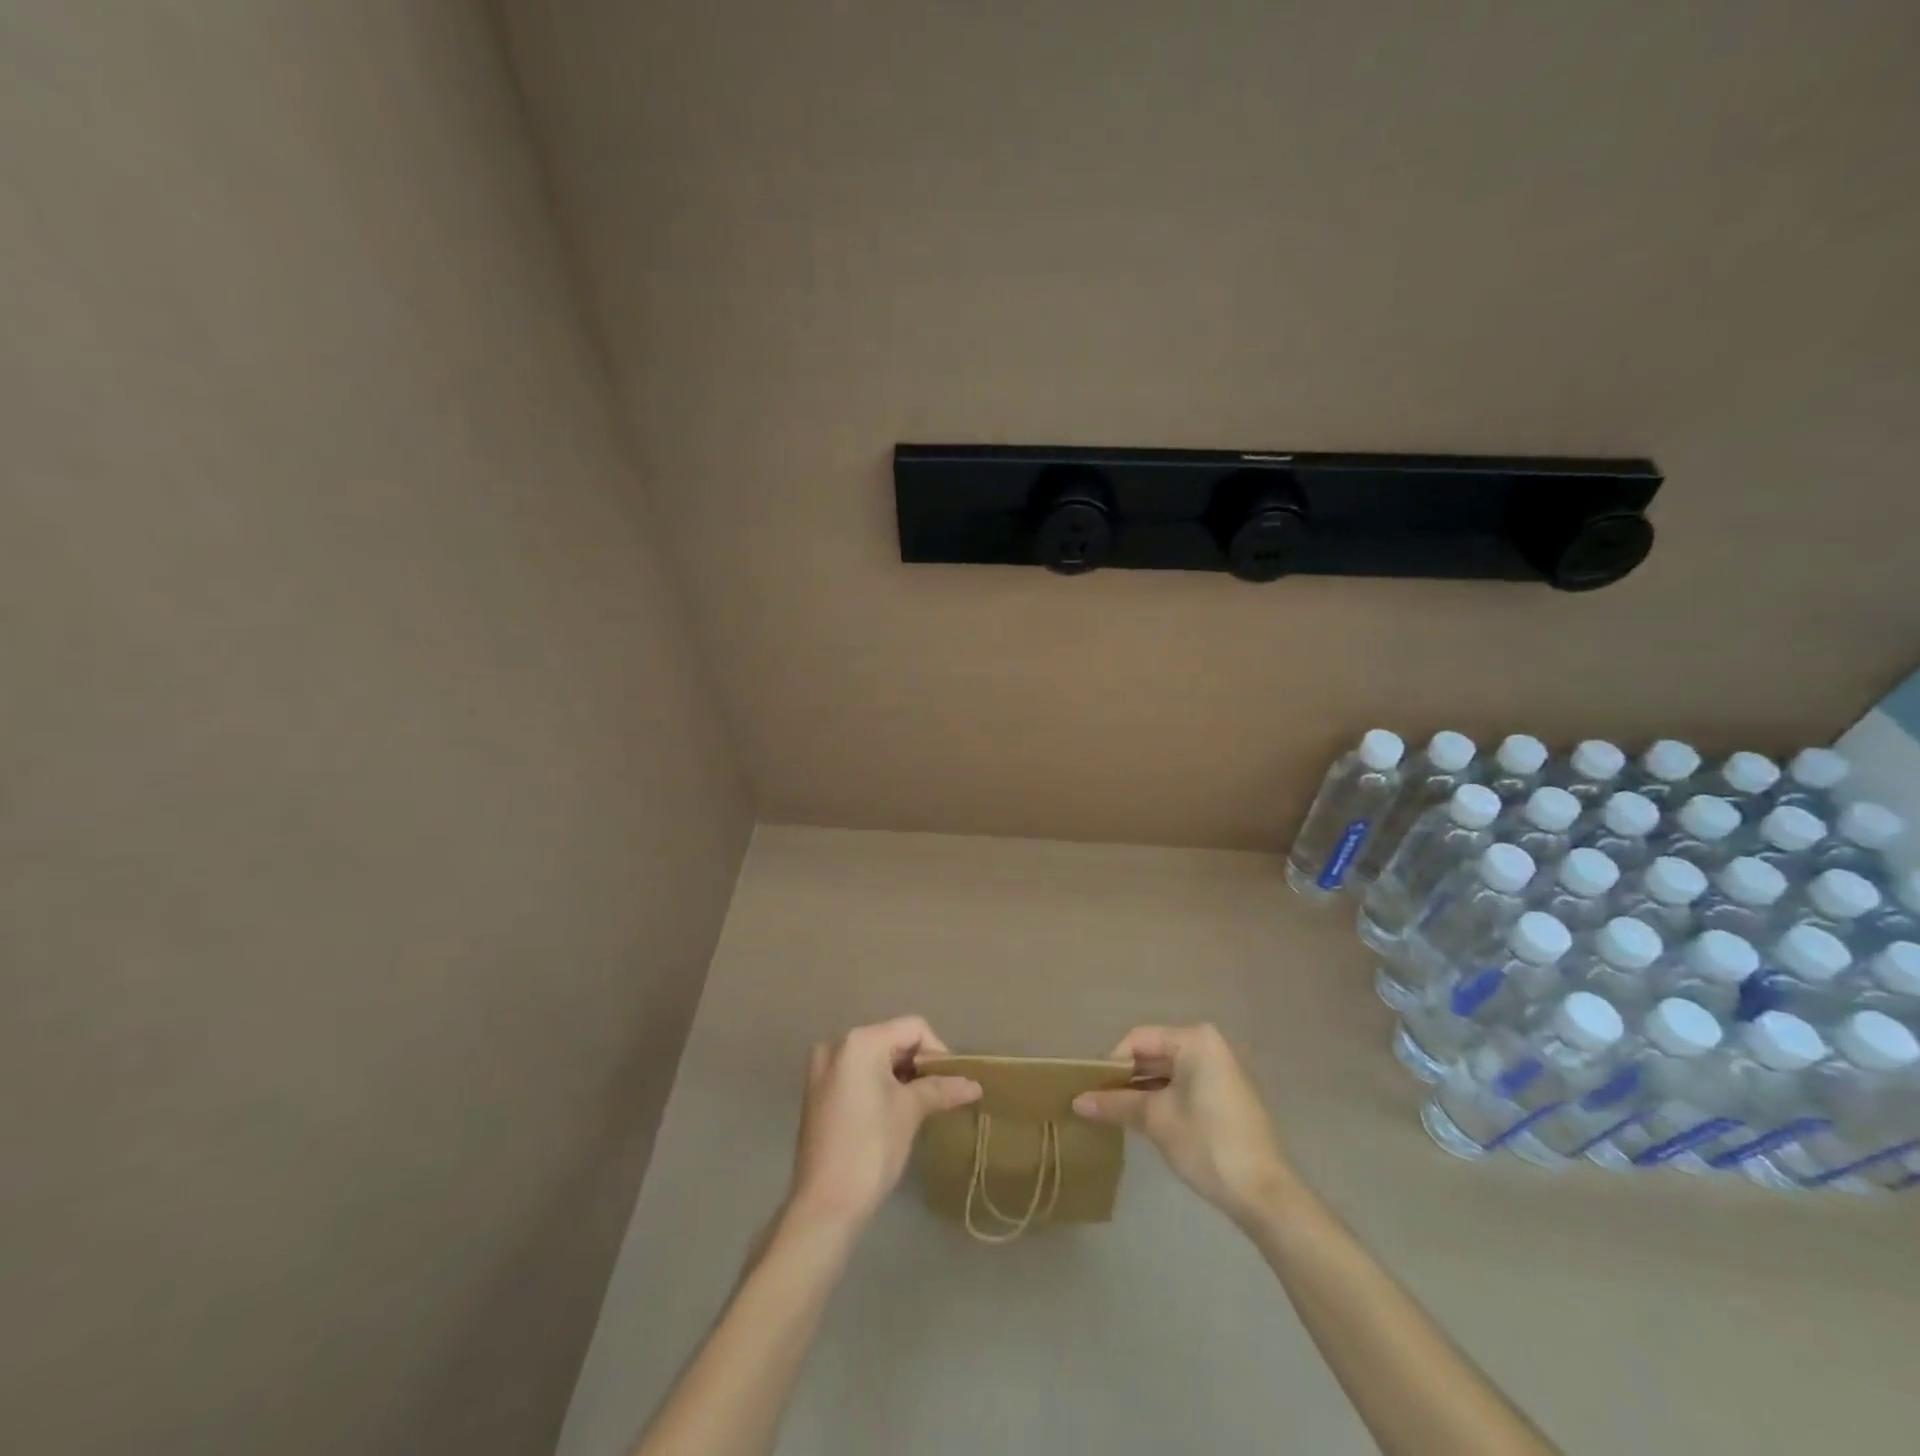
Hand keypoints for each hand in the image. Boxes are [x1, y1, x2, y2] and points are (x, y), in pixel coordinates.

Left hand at [785, 1016, 980, 1233]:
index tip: (952, 1083)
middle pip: (892, 1040)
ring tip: (920, 1104)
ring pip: (875, 1057)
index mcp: (860, 1041)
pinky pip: (857, 1073)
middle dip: (919, 1065)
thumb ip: (941, 1088)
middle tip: (940, 1094)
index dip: (938, 1052)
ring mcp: (823, 1068)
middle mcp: (838, 1044)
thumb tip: (975, 1084)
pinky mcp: (818, 1091)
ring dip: (900, 1075)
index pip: (913, 1029)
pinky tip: (893, 1111)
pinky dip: (879, 1084)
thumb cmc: (871, 1149)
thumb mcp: (910, 1112)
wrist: (824, 1205)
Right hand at [1073, 1023, 1291, 1227]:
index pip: (1138, 1039)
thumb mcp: (1156, 1120)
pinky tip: (1140, 1119)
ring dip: (1140, 1090)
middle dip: (1124, 1077)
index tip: (1090, 1088)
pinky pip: (1182, 1086)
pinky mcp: (1224, 1096)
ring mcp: (1219, 1071)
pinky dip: (1160, 1098)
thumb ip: (1116, 1104)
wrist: (1266, 1195)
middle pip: (1153, 1053)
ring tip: (1111, 1112)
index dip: (1111, 1062)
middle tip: (1095, 1100)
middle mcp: (1208, 1046)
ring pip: (1166, 1072)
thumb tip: (1077, 1101)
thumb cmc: (1208, 1144)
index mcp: (1194, 1040)